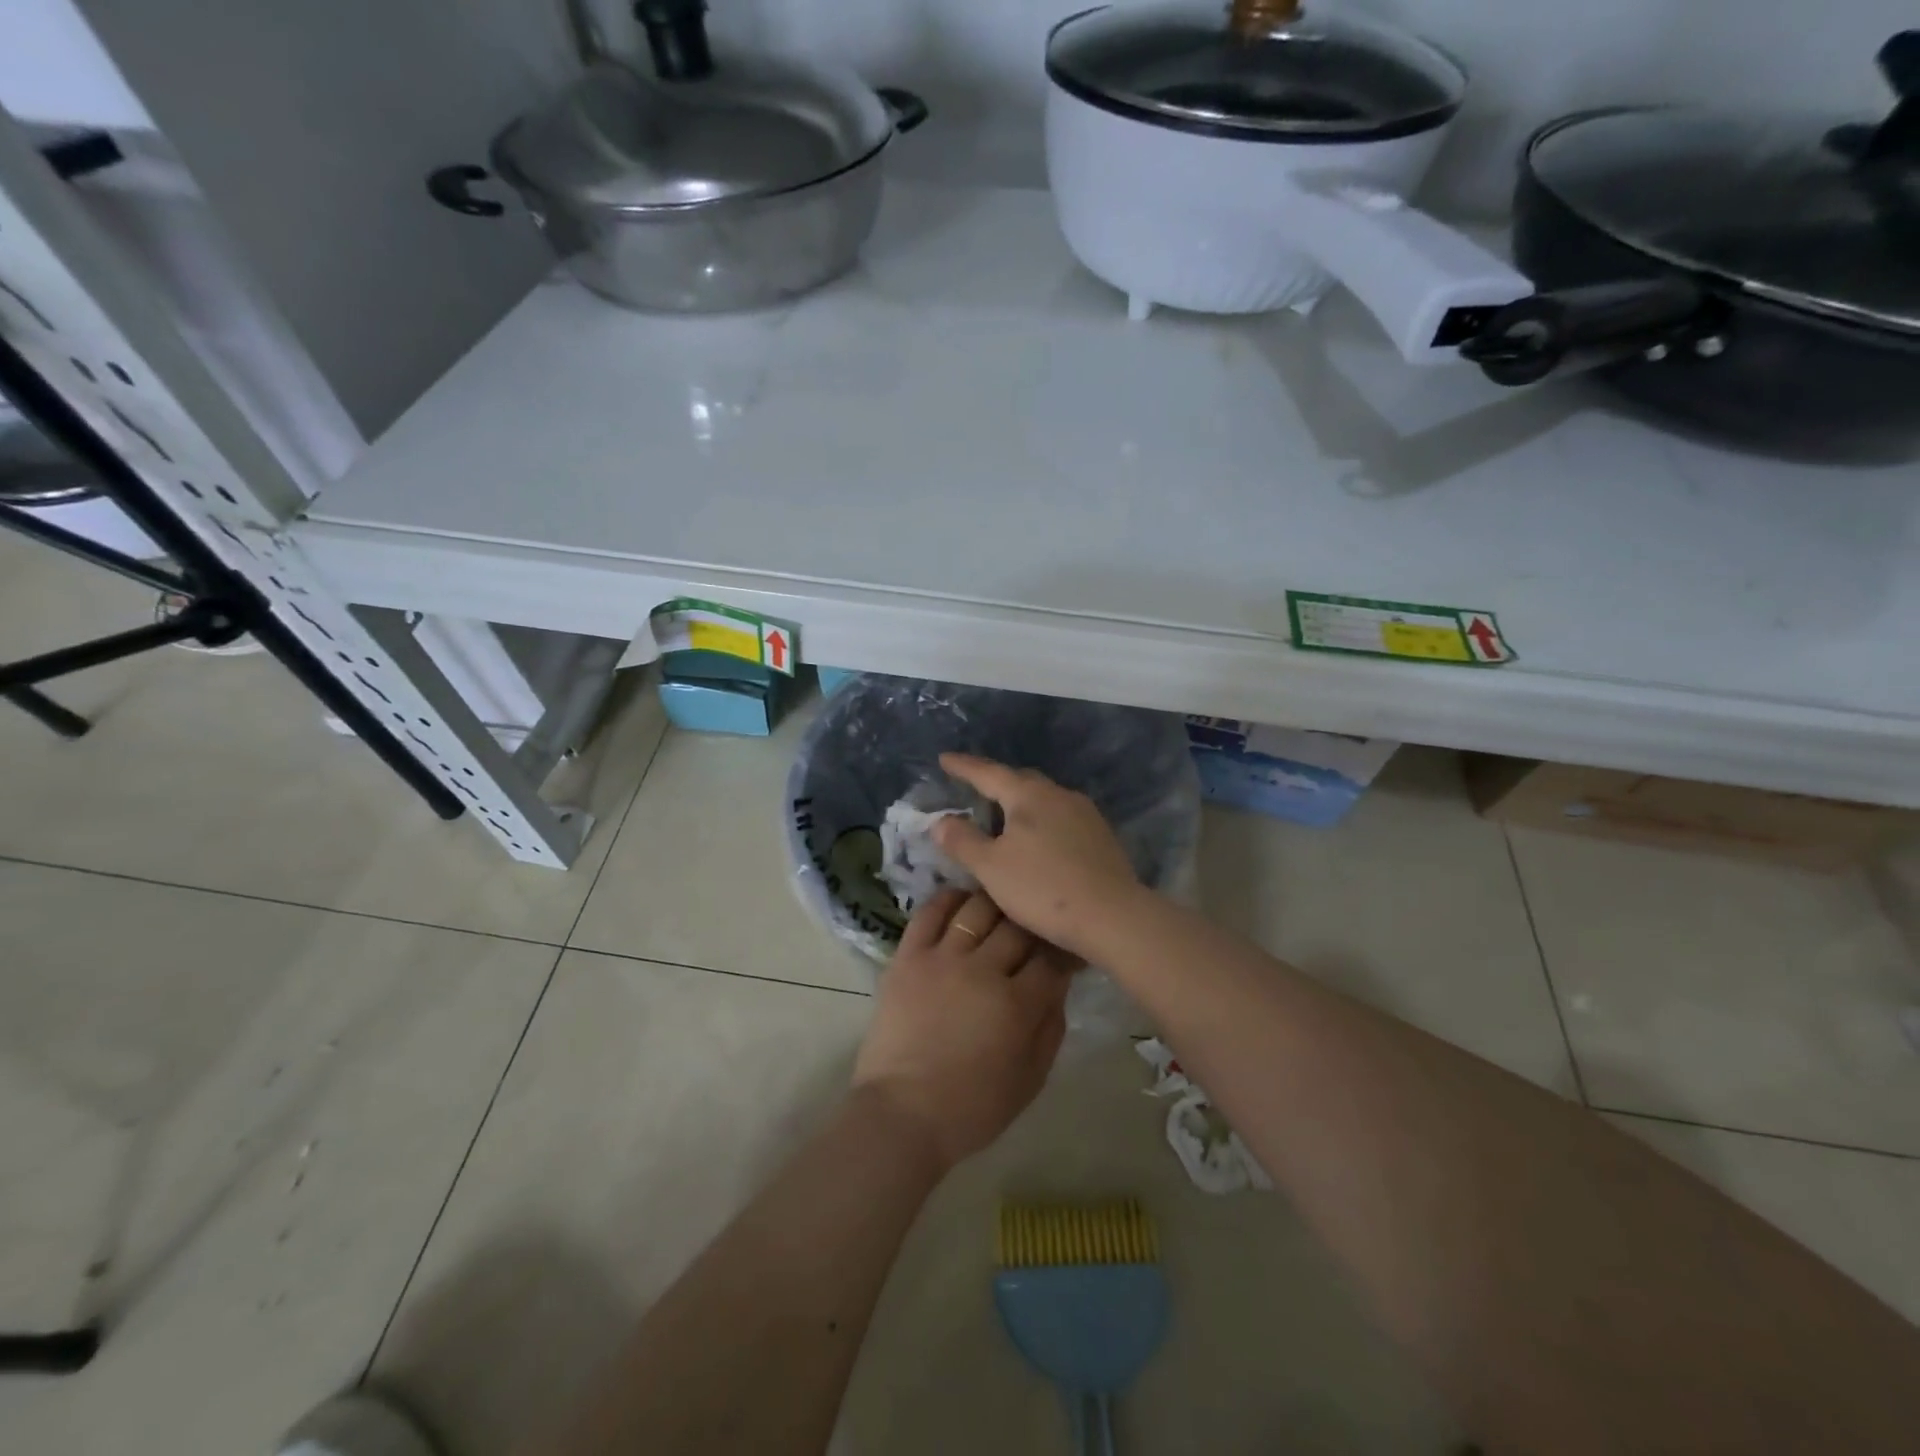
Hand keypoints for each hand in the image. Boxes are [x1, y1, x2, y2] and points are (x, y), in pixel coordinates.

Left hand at [853, 888, 1069, 1172]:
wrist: (903, 1114)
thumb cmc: (972, 1107)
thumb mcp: (1031, 1079)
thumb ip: (1052, 1028)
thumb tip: (1058, 986)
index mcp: (1018, 1004)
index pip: (1052, 960)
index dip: (1064, 952)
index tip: (1067, 950)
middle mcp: (983, 970)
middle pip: (1018, 927)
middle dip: (1033, 925)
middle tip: (1035, 929)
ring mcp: (942, 958)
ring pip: (978, 909)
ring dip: (995, 905)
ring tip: (1000, 909)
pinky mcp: (908, 956)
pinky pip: (930, 913)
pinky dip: (949, 900)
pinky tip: (961, 901)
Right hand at [931, 755, 1143, 958]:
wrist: (1113, 916)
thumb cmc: (1043, 888)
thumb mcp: (990, 867)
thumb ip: (962, 841)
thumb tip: (941, 821)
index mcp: (1029, 795)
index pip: (988, 773)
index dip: (964, 767)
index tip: (944, 759)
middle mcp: (1059, 794)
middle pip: (1021, 781)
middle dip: (996, 782)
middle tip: (975, 788)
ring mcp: (1086, 814)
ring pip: (1045, 799)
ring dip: (1021, 803)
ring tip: (1004, 816)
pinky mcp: (1102, 836)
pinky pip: (1062, 818)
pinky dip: (1042, 822)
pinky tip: (1039, 841)